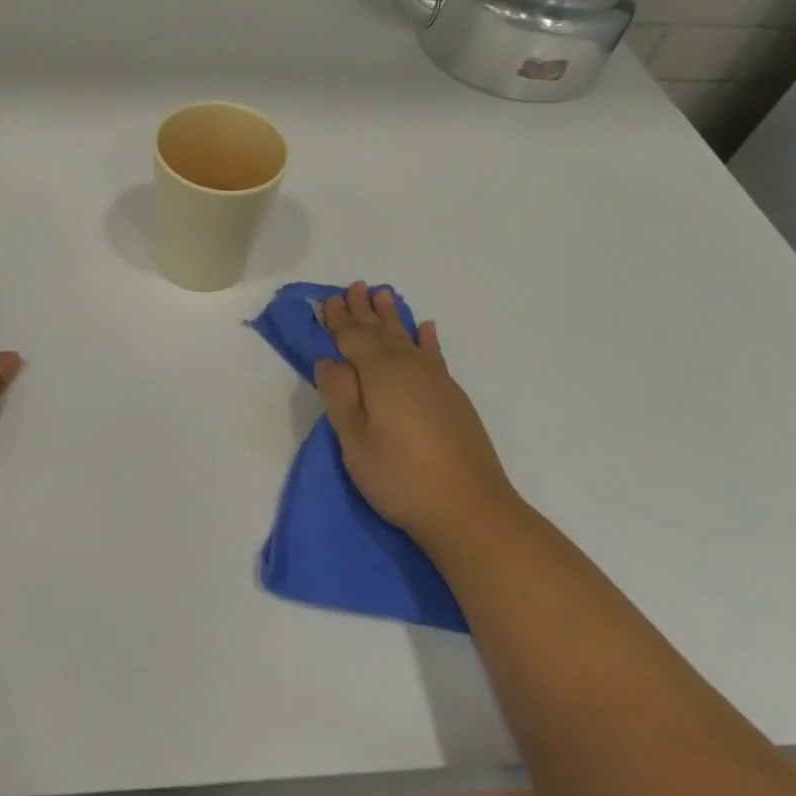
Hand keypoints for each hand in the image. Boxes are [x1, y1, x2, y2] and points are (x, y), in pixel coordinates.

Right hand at [314, 282, 513, 550]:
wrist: (470, 509)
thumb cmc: (400, 477)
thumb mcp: (354, 440)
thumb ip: (339, 395)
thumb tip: (329, 360)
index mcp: (379, 373)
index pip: (352, 337)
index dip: (337, 319)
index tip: (326, 299)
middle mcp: (409, 367)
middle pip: (380, 331)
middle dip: (364, 310)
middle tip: (354, 286)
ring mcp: (435, 381)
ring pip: (407, 337)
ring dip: (393, 316)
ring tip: (384, 295)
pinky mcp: (453, 398)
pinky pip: (434, 354)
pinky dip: (427, 339)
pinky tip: (426, 329)